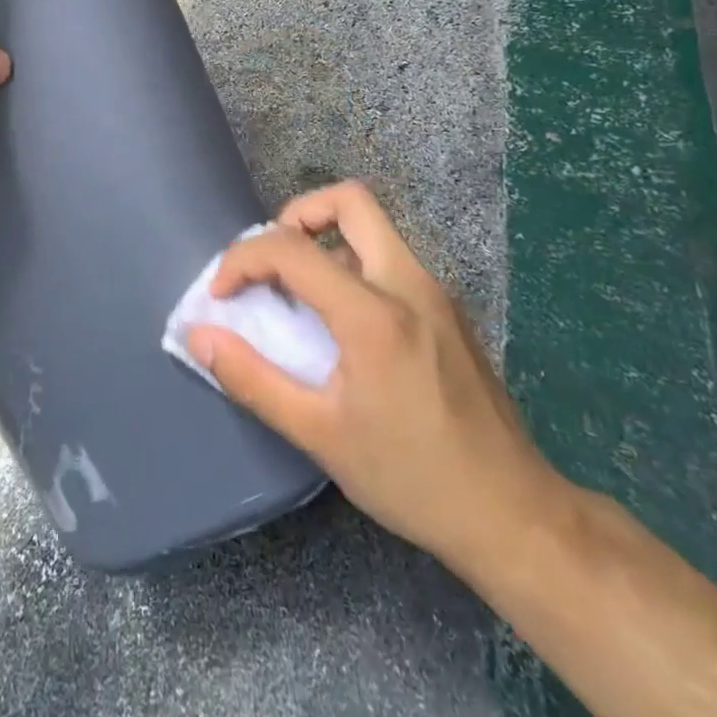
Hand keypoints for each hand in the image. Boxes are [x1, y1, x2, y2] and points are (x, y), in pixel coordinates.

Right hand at [186, 182, 569, 578]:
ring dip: (326, 239)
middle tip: (272, 262)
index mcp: (375, 314)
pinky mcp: (448, 310)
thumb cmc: (412, 478)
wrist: (515, 515)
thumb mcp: (320, 436)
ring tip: (297, 292)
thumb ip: (253, 380)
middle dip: (297, 215)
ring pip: (374, 227)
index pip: (292, 249)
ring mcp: (436, 293)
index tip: (221, 295)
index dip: (243, 259)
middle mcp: (410, 284)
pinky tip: (341, 322)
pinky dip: (352, 264)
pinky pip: (390, 259)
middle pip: (350, 201)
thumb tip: (200, 338)